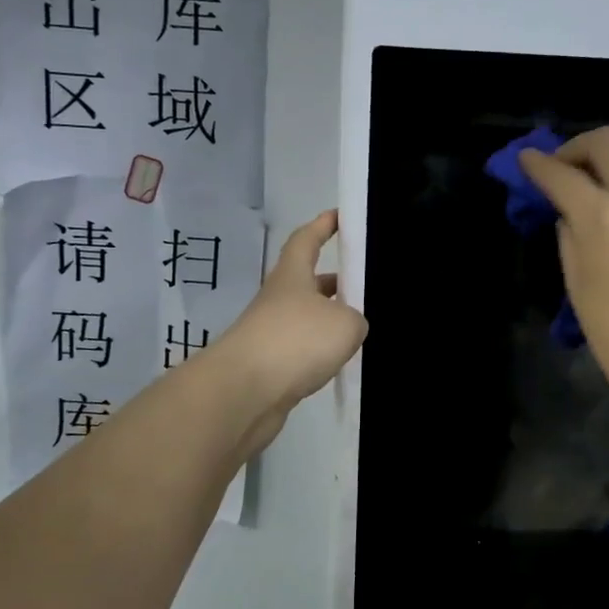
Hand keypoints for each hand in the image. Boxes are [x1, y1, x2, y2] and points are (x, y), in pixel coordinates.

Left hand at [211, 210, 366, 453]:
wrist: (244, 392)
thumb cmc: (296, 341)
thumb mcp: (346, 324)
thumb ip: (356, 319)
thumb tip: (349, 328)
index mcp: (293, 276)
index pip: (306, 239)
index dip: (322, 225)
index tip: (338, 216)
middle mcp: (278, 299)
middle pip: (307, 282)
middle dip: (334, 281)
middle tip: (363, 284)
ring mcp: (270, 333)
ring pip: (306, 318)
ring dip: (329, 320)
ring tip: (361, 328)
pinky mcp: (269, 366)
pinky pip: (301, 350)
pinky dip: (320, 352)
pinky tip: (340, 363)